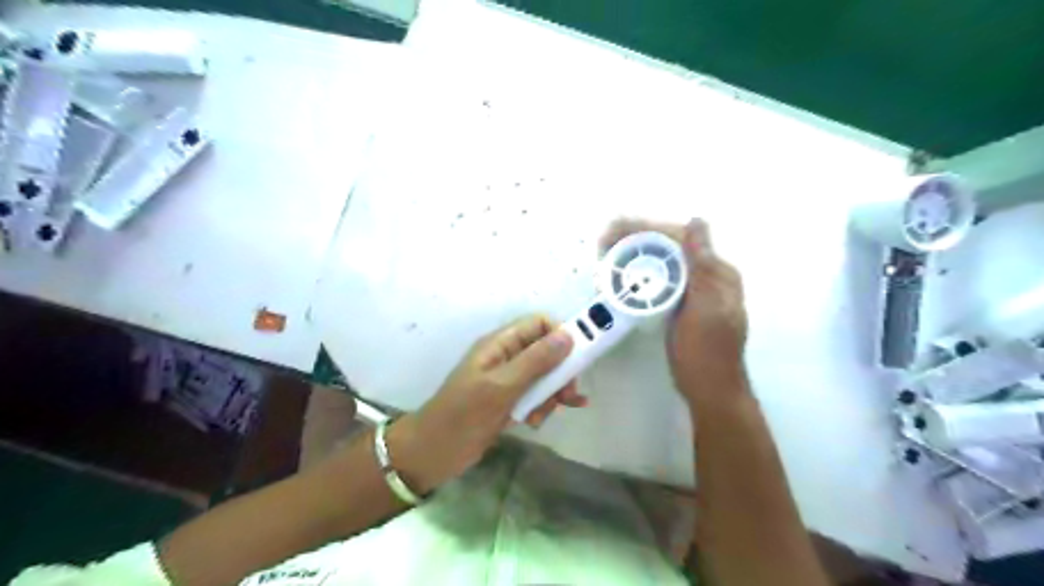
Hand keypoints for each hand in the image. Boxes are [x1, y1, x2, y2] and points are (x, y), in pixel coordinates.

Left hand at [392, 314, 584, 491]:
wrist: (435, 452)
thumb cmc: (464, 413)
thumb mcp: (502, 386)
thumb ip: (535, 361)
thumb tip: (568, 336)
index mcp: (500, 344)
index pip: (537, 324)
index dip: (560, 335)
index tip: (576, 358)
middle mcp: (506, 357)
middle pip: (546, 351)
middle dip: (560, 372)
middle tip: (568, 394)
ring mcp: (508, 380)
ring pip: (544, 377)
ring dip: (550, 395)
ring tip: (540, 416)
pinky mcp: (509, 401)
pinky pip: (535, 396)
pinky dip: (541, 407)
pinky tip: (539, 422)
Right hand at [599, 218, 745, 405]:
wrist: (709, 390)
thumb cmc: (707, 351)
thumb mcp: (705, 307)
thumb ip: (702, 265)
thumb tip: (696, 220)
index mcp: (716, 272)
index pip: (680, 239)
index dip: (648, 230)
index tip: (617, 230)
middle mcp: (707, 276)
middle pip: (670, 248)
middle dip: (636, 239)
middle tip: (604, 242)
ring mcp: (693, 291)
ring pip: (662, 263)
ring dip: (634, 254)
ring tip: (606, 254)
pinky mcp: (680, 305)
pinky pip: (659, 281)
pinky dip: (639, 275)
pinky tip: (620, 276)